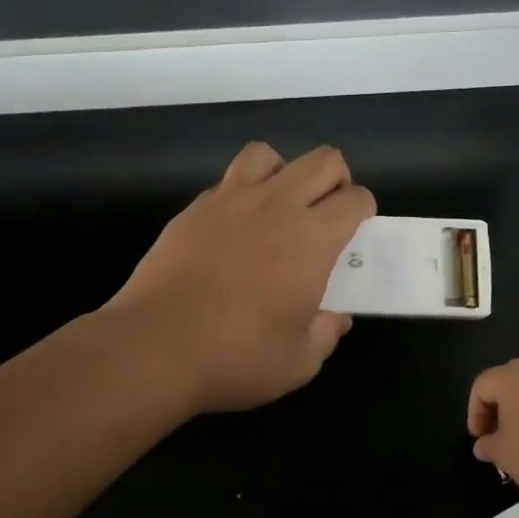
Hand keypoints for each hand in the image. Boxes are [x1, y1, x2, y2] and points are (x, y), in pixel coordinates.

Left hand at [107, 142, 374, 412]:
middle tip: (326, 214)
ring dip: (284, 172)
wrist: (155, 346)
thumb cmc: (237, 356)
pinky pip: (228, 180)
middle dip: (337, 179)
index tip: (355, 233)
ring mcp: (231, 200)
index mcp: (313, 239)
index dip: (363, 210)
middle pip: (323, 161)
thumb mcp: (298, 362)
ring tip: (279, 207)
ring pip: (269, 155)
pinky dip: (242, 193)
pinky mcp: (195, 208)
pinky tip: (234, 227)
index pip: (356, 199)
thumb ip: (326, 334)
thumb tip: (335, 318)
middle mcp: (278, 206)